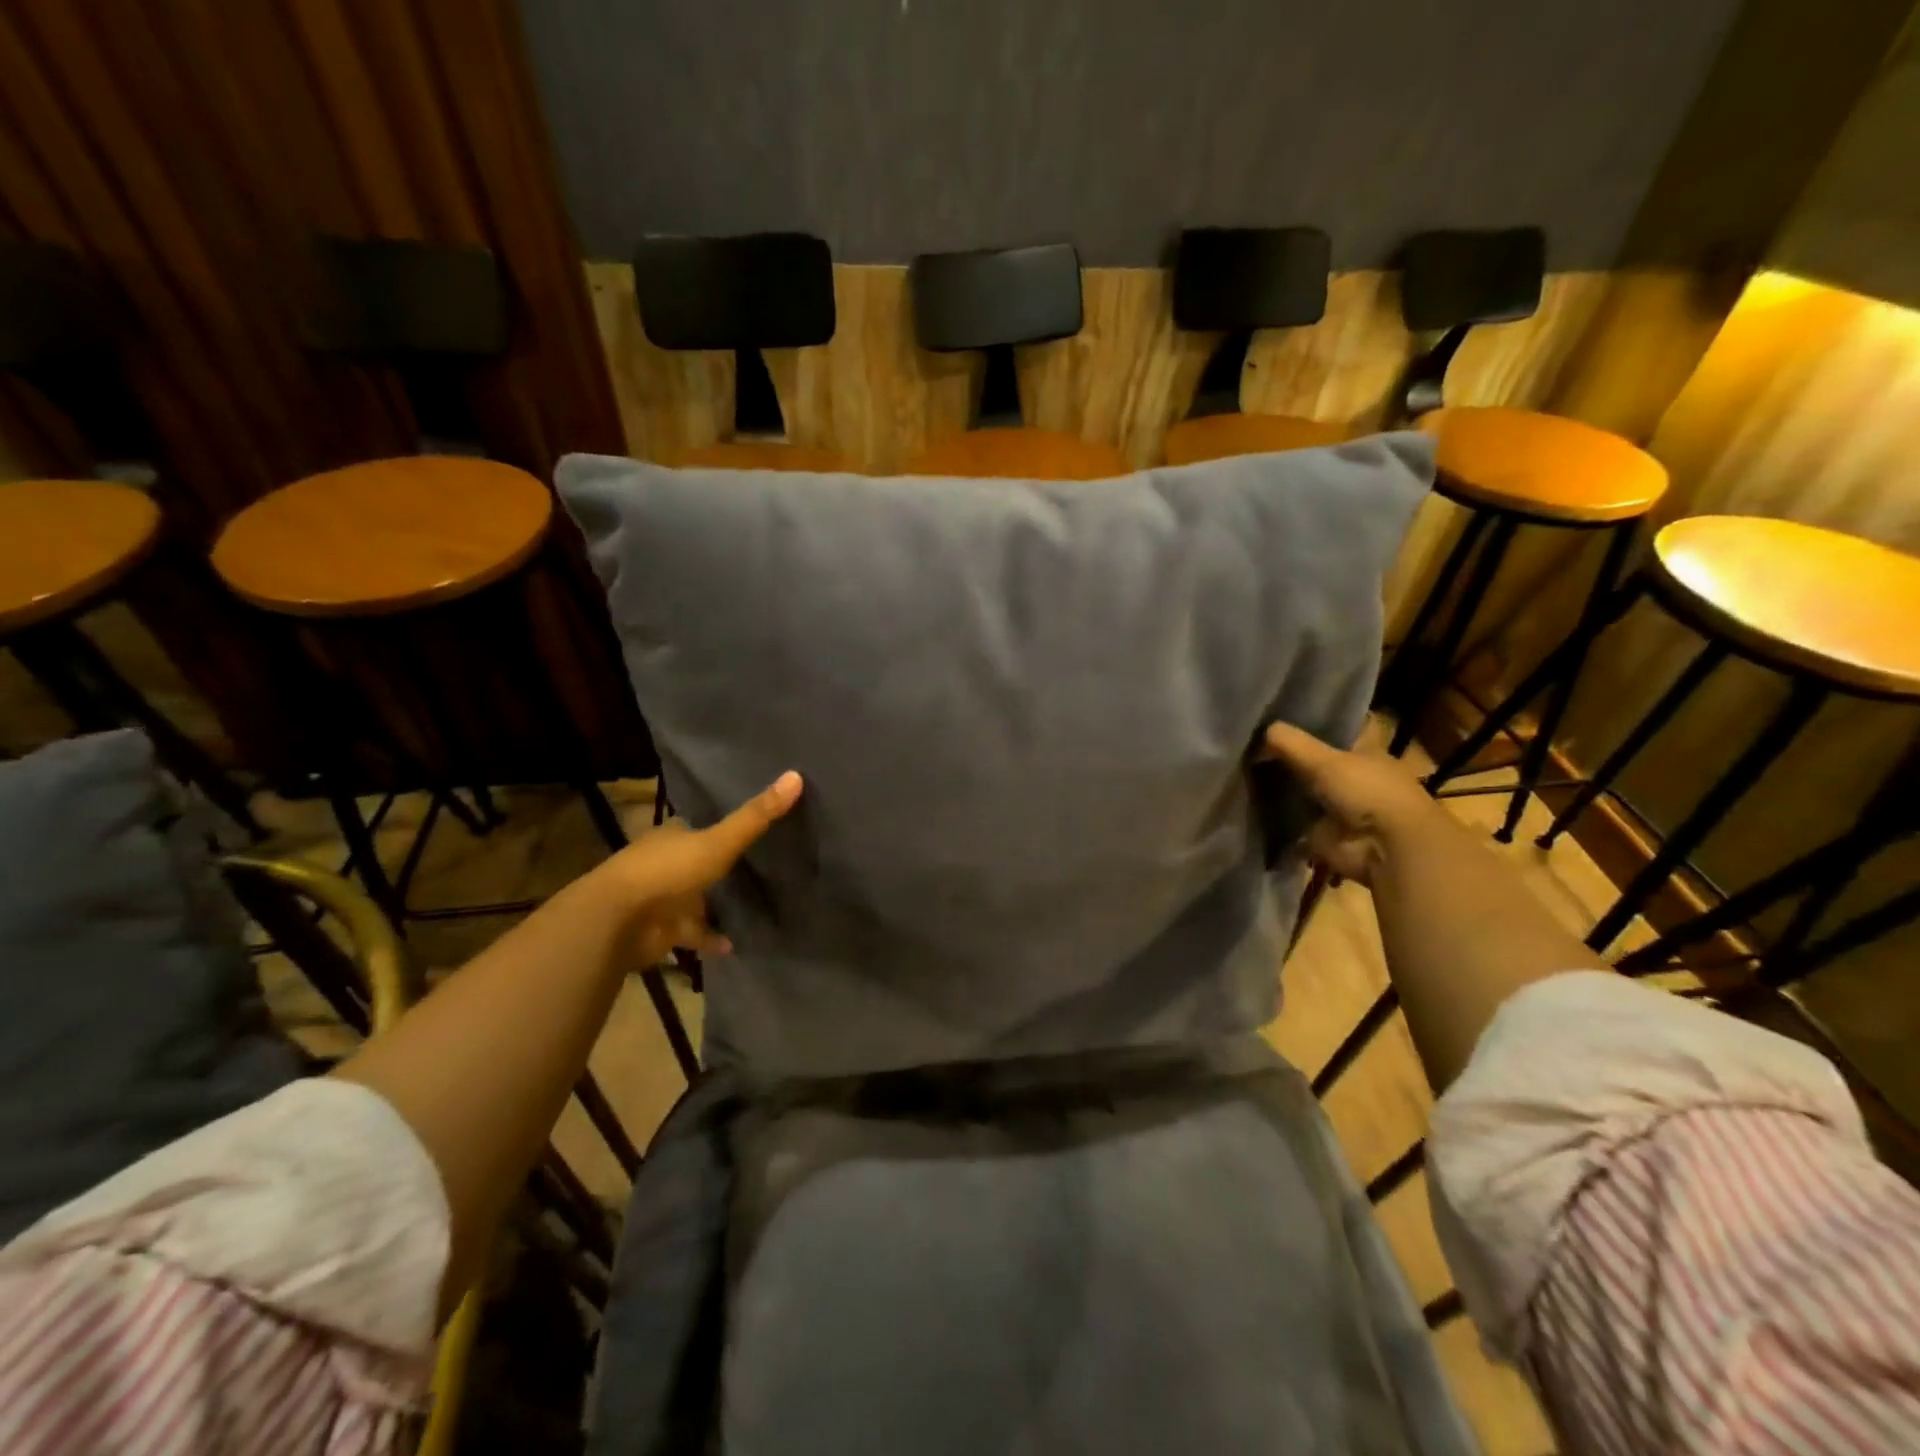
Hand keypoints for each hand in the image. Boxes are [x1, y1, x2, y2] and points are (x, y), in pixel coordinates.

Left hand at [597, 770, 802, 962]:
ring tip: (755, 904)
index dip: (721, 826)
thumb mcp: (720, 840)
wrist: (618, 921)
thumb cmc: (668, 871)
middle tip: (759, 865)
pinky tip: (736, 943)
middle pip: (698, 861)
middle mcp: (666, 863)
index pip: (699, 826)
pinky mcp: (663, 930)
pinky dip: (711, 938)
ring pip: (695, 898)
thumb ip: (756, 816)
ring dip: (716, 904)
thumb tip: (796, 775)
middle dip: (720, 865)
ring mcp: (663, 899)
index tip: (749, 826)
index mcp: (673, 835)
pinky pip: (694, 933)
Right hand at [1260, 723, 1452, 885]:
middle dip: (1288, 757)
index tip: (1281, 716)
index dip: (1315, 721)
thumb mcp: (1325, 759)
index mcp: (1365, 751)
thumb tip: (1261, 729)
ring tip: (1243, 774)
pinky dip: (1274, 821)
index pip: (1339, 729)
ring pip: (1303, 792)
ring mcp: (1339, 808)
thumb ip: (1290, 743)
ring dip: (1280, 790)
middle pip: (1316, 763)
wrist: (1386, 848)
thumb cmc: (1367, 792)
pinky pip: (1292, 824)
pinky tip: (1248, 808)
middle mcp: (1353, 777)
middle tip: (1251, 746)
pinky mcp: (1323, 836)